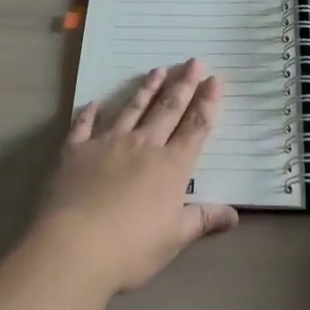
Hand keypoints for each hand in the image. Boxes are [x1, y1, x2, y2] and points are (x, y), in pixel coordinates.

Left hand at [33, 60, 239, 294]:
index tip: (215, 79)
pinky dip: (90, 113)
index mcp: (171, 166)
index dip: (207, 102)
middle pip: (167, 109)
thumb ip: (203, 220)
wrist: (74, 247)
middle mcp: (143, 146)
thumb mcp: (175, 238)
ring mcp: (108, 144)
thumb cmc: (131, 248)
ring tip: (157, 70)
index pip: (195, 127)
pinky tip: (95, 102)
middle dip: (182, 84)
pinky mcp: (76, 151)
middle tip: (193, 61)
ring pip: (132, 109)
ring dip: (146, 89)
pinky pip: (84, 126)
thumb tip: (235, 215)